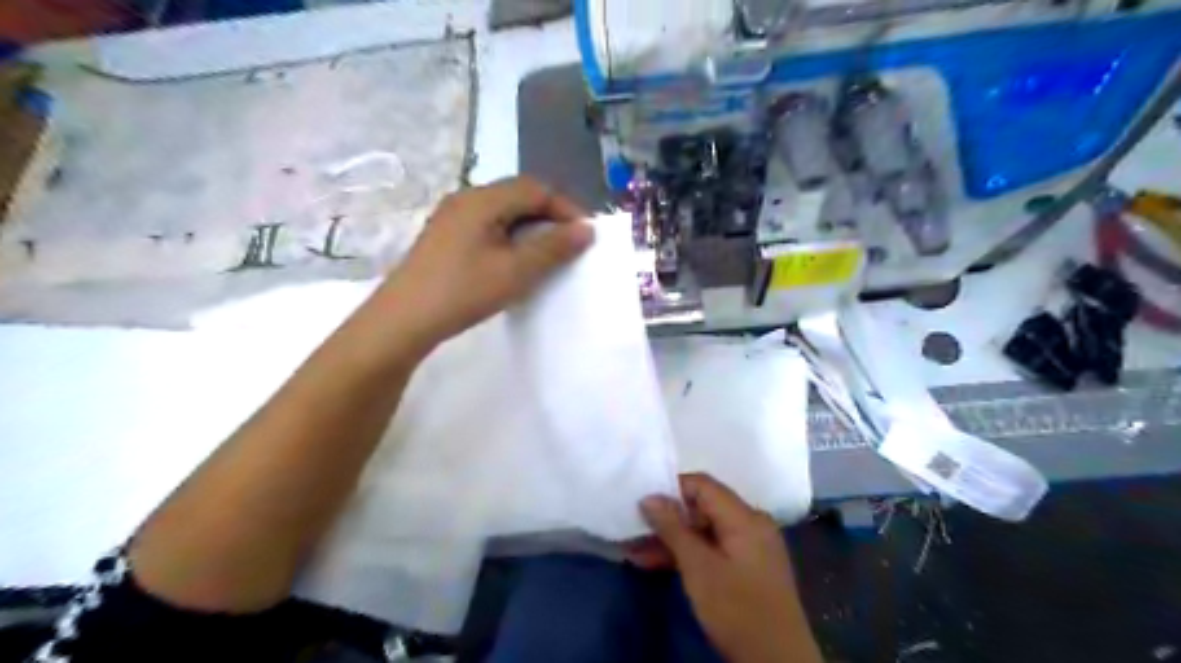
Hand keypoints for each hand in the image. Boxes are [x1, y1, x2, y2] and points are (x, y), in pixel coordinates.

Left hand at [379, 177, 596, 351]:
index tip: (585, 235)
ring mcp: (452, 217)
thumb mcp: (515, 271)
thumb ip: (554, 248)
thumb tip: (586, 229)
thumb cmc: (463, 291)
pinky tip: (513, 261)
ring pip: (502, 211)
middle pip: (518, 195)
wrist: (404, 320)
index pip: (536, 188)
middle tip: (569, 244)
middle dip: (549, 216)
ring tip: (546, 254)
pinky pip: (487, 225)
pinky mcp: (445, 236)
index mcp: (483, 200)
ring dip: (530, 227)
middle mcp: (466, 199)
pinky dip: (510, 236)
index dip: (565, 208)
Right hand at [636, 473, 823, 659]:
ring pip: (705, 531)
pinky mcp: (747, 567)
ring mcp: (750, 547)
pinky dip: (688, 555)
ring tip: (636, 552)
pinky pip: (713, 548)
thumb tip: (649, 497)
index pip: (703, 485)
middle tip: (634, 529)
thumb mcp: (699, 568)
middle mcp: (751, 524)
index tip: (641, 503)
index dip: (671, 489)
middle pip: (703, 507)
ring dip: (672, 540)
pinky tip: (657, 564)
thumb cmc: (737, 610)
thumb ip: (673, 528)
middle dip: (667, 519)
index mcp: (745, 517)